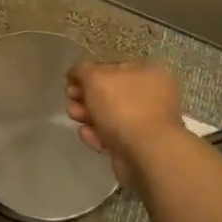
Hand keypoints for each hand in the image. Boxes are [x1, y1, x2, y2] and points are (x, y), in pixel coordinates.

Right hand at [66, 61, 194, 190]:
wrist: (145, 153)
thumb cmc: (122, 106)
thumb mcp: (95, 77)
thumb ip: (82, 70)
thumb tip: (75, 73)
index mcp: (148, 73)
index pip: (113, 68)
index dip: (89, 73)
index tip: (70, 81)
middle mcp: (151, 96)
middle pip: (109, 93)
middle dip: (85, 96)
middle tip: (70, 99)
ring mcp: (145, 123)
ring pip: (109, 116)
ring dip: (87, 115)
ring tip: (74, 117)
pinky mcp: (137, 146)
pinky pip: (112, 136)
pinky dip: (97, 135)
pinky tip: (88, 136)